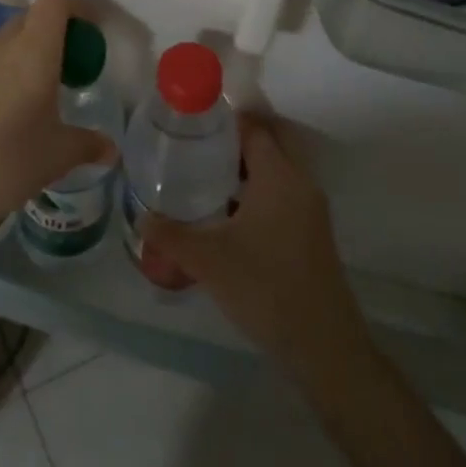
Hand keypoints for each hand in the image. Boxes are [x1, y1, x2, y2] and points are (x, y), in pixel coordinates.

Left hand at [0, 0, 116, 248]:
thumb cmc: (5, 164)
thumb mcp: (56, 157)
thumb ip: (87, 145)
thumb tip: (111, 149)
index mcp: (33, 52)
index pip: (54, 2)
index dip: (74, 10)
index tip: (86, 39)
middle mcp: (0, 45)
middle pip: (30, 18)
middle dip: (52, 36)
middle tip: (66, 73)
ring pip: (5, 40)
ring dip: (24, 54)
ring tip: (34, 95)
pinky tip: (1, 112)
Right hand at [144, 112, 369, 379]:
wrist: (324, 347)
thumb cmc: (265, 288)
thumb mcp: (208, 260)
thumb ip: (170, 235)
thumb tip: (141, 217)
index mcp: (279, 175)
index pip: (254, 127)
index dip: (224, 118)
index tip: (192, 122)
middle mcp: (300, 182)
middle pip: (271, 140)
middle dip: (237, 137)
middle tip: (199, 144)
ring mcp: (311, 209)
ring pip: (279, 168)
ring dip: (249, 165)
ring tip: (207, 173)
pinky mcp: (313, 232)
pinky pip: (285, 191)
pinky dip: (260, 188)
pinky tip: (231, 211)